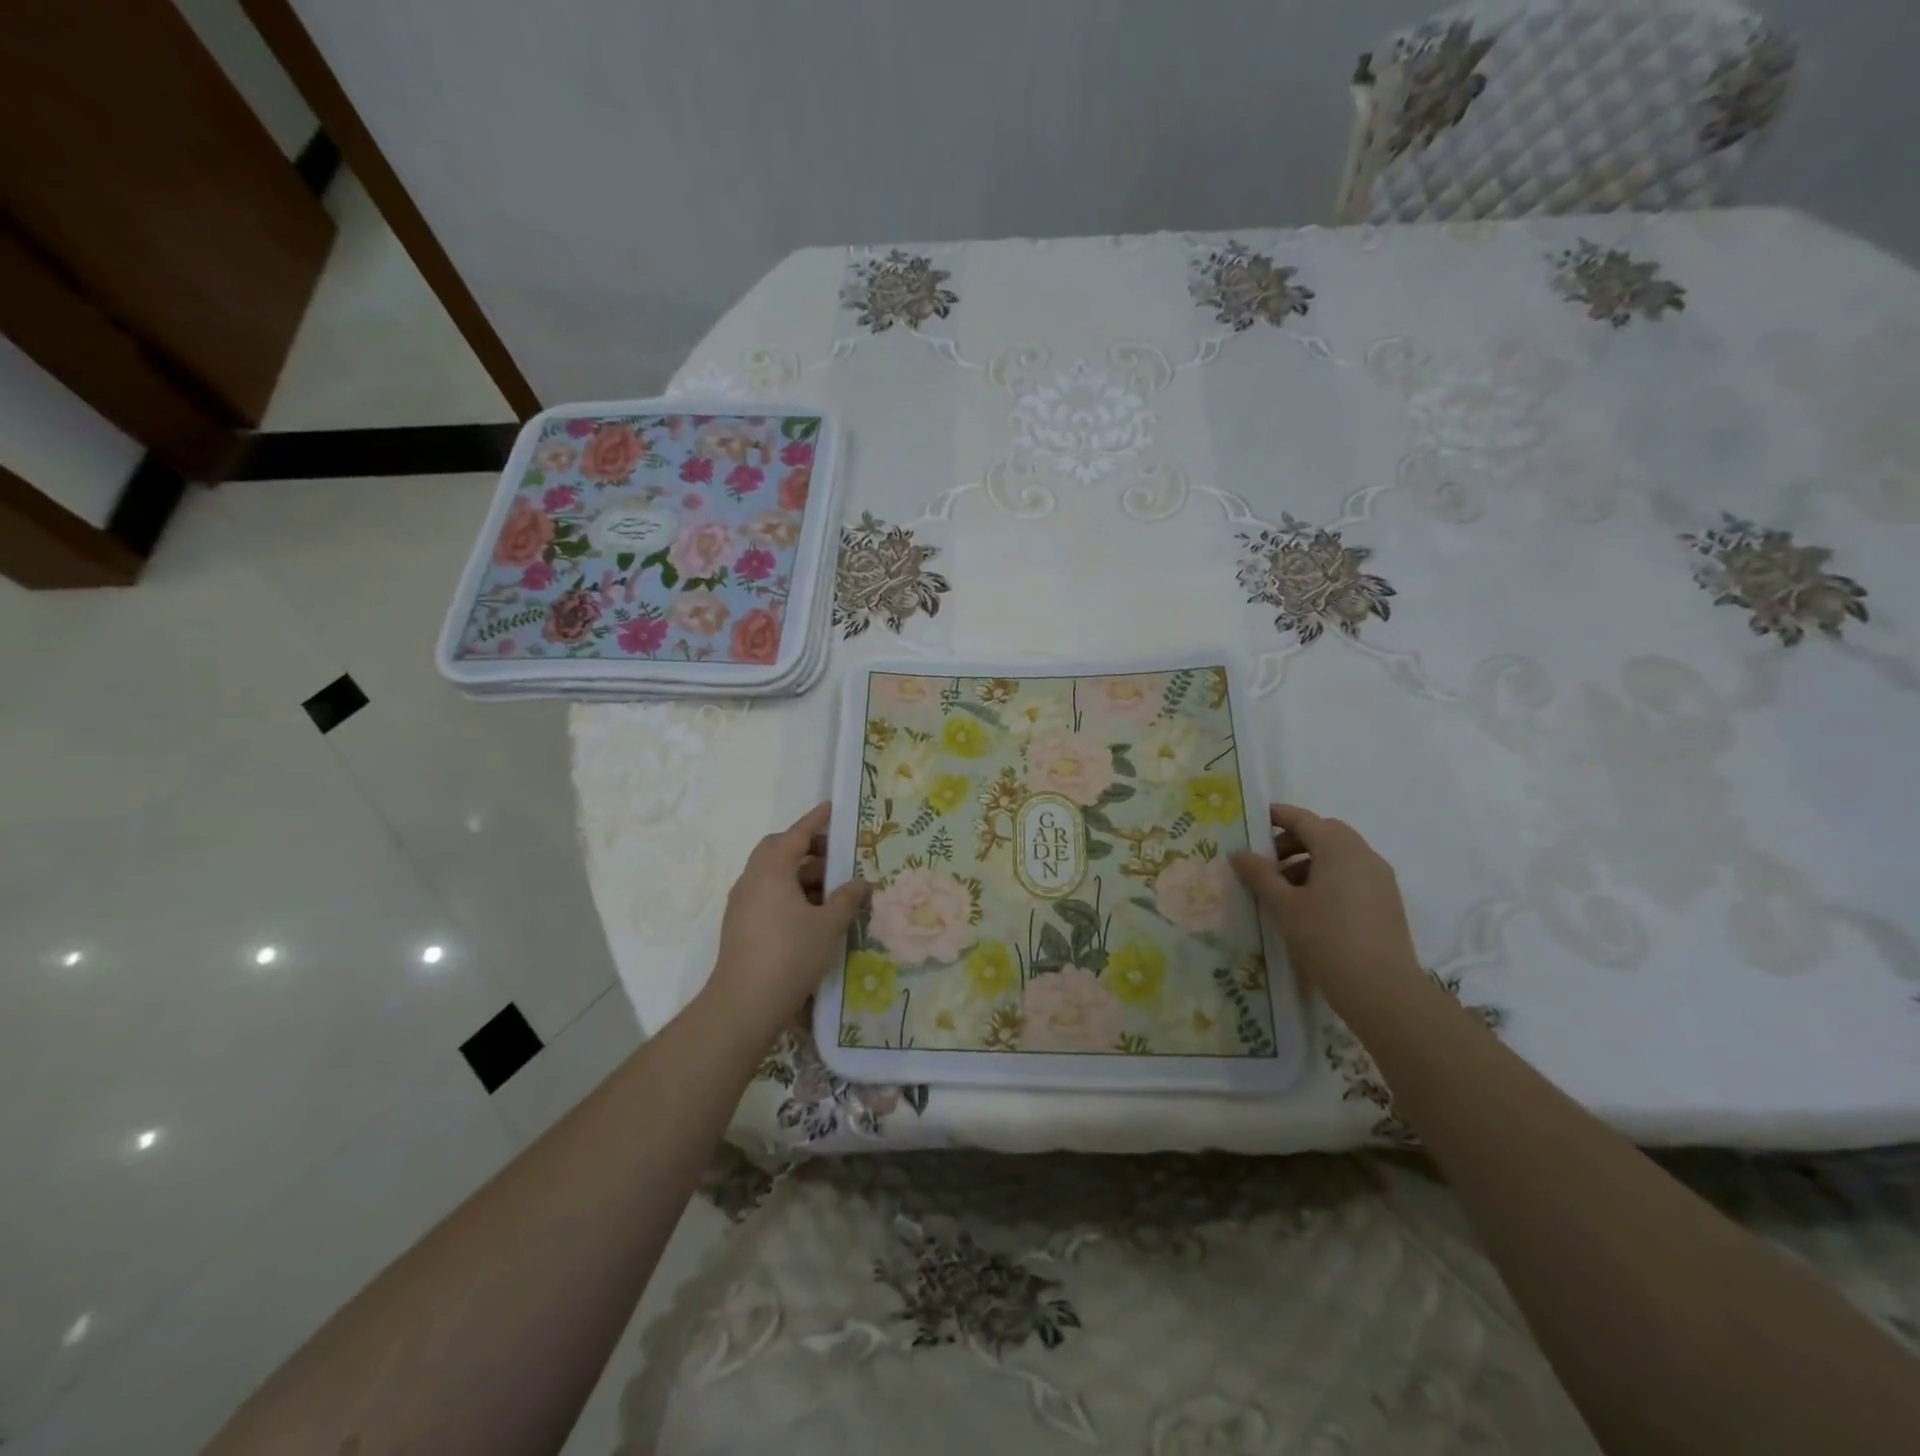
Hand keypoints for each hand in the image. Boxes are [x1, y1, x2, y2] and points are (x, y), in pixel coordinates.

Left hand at [707, 803, 869, 1034]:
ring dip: (801, 875)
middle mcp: (752, 879)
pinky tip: (813, 915)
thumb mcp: (829, 925)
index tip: (832, 807)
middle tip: (837, 857)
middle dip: (808, 849)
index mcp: (771, 870)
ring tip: (833, 891)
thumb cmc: (790, 954)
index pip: (796, 834)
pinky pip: (768, 895)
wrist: (744, 1003)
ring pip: (774, 875)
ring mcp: (742, 903)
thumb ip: (848, 898)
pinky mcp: (740, 925)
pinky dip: (790, 894)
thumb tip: (862, 882)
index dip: (816, 820)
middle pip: (779, 851)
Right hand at [1230, 804, 1422, 1006]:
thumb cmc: (1326, 939)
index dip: (1276, 816)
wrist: (1383, 991)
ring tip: (1284, 890)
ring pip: (1339, 856)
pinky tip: (1310, 907)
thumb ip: (1260, 875)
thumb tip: (1239, 853)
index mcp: (1339, 848)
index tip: (1252, 821)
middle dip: (1292, 841)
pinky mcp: (1387, 902)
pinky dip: (1328, 878)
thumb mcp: (1284, 906)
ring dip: (1309, 861)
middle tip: (1265, 862)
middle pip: (1324, 833)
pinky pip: (1352, 875)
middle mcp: (1364, 855)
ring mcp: (1380, 879)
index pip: (1303, 819)